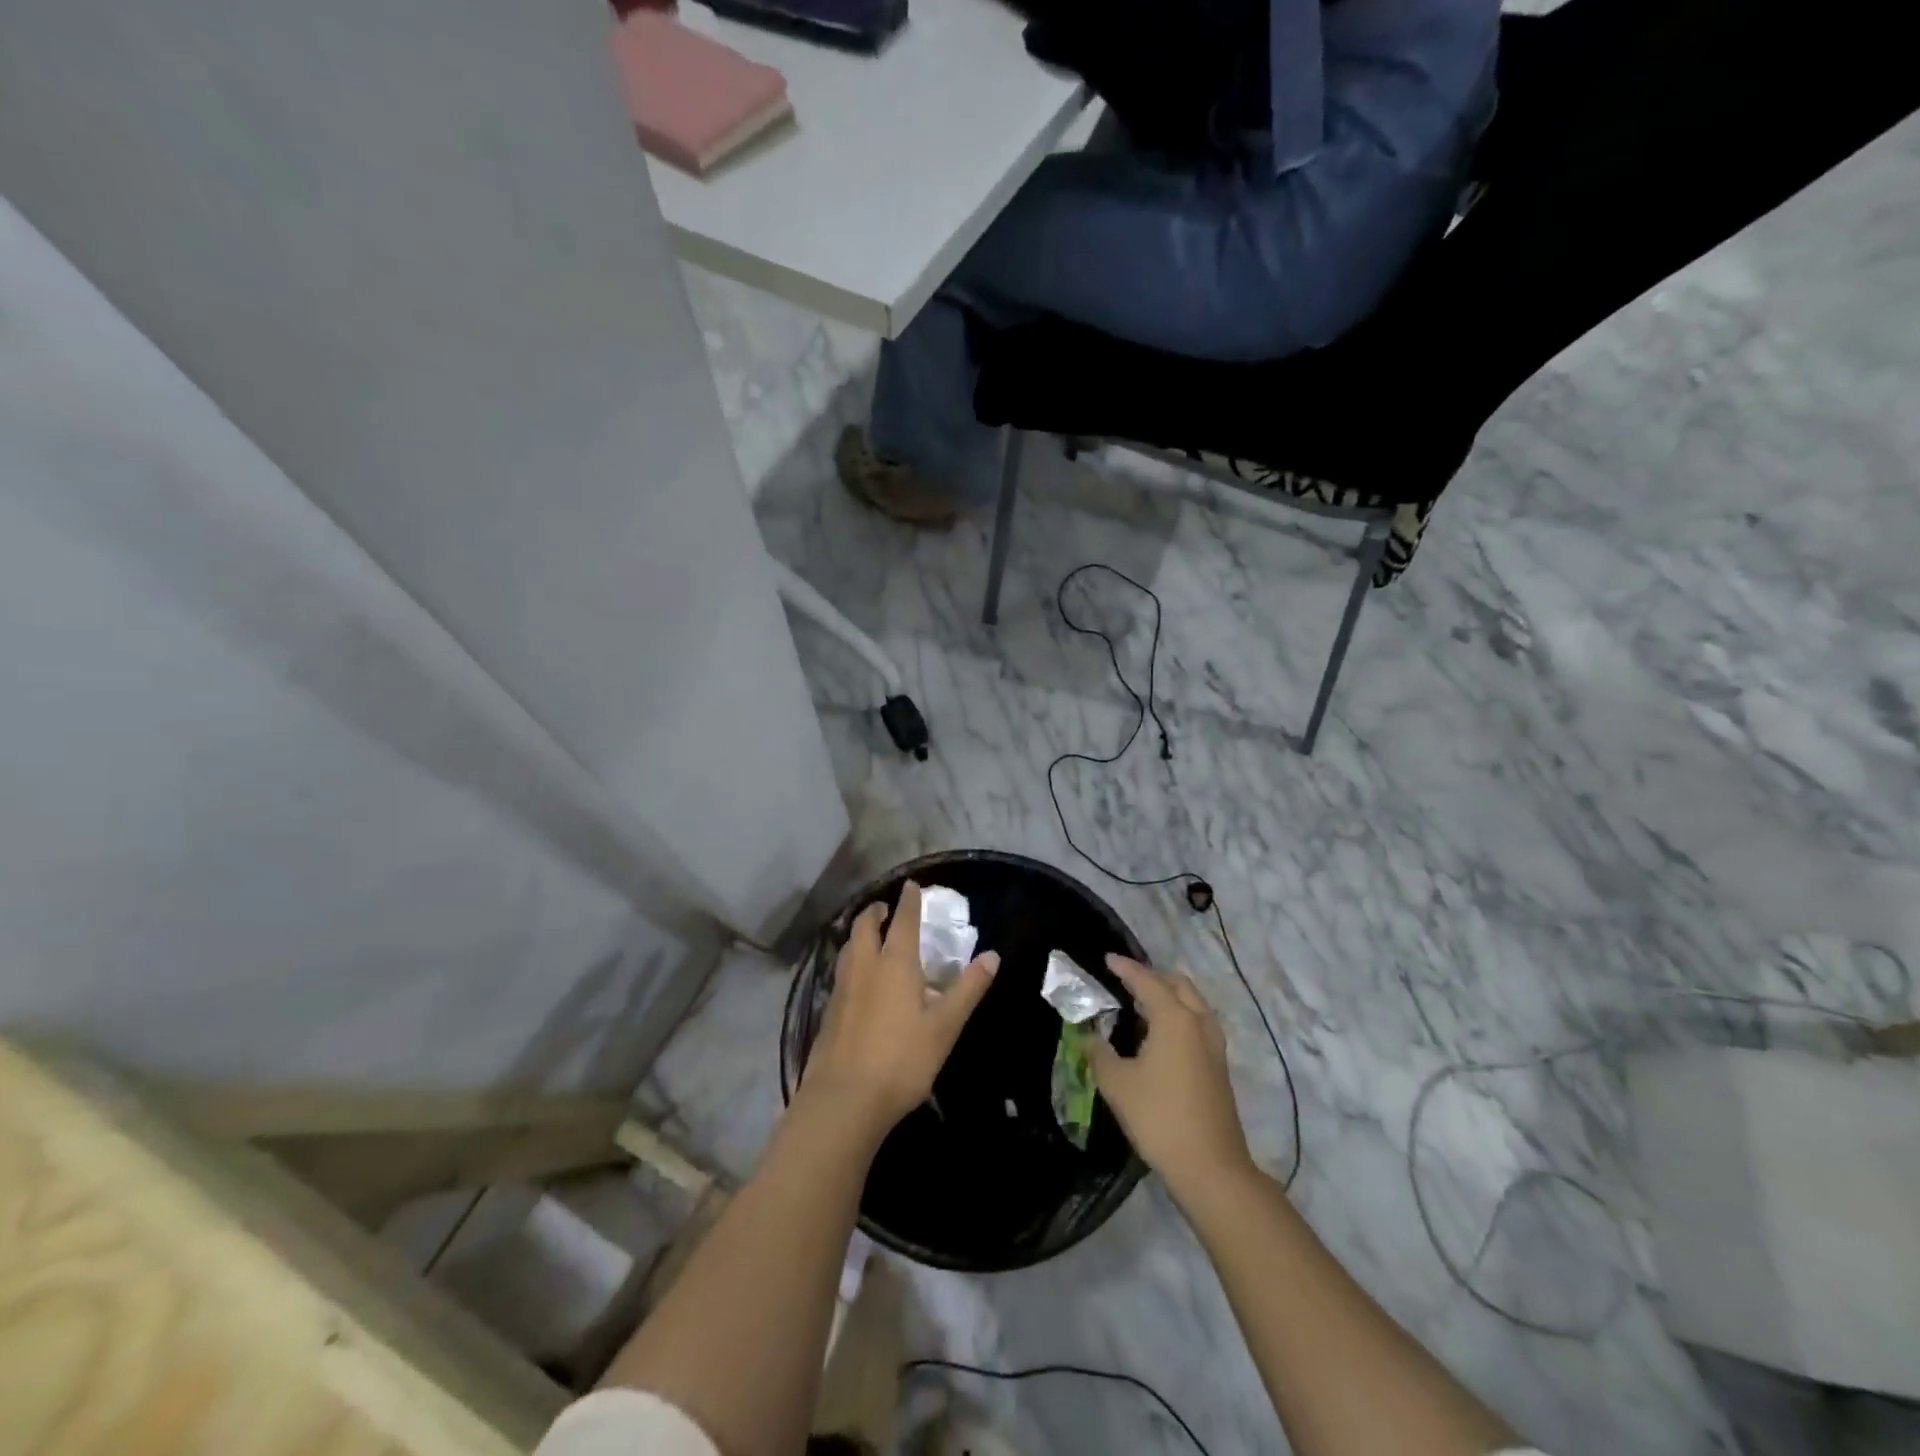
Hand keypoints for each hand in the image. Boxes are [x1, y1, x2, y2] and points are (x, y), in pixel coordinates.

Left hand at [799, 881, 997, 1141]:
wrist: (844, 1100)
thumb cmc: (902, 1060)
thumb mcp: (945, 1026)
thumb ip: (968, 989)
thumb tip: (992, 956)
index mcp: (895, 963)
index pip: (902, 920)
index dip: (909, 901)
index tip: (911, 886)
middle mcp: (865, 966)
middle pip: (865, 926)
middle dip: (876, 911)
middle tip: (886, 908)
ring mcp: (842, 988)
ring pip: (849, 947)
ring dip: (860, 933)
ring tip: (871, 936)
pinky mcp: (829, 1010)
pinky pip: (842, 971)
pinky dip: (852, 959)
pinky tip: (858, 978)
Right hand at [1087, 955, 1252, 1195]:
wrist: (1210, 1167)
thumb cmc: (1159, 1117)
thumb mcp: (1117, 1083)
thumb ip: (1099, 1053)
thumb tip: (1089, 1036)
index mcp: (1174, 1018)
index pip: (1146, 981)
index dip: (1126, 968)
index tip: (1108, 959)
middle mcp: (1198, 1023)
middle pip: (1178, 985)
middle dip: (1153, 976)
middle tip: (1127, 979)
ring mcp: (1214, 1045)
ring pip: (1193, 1004)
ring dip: (1169, 996)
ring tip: (1142, 1004)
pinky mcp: (1219, 1066)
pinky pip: (1197, 1023)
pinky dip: (1179, 1015)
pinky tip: (1160, 1035)